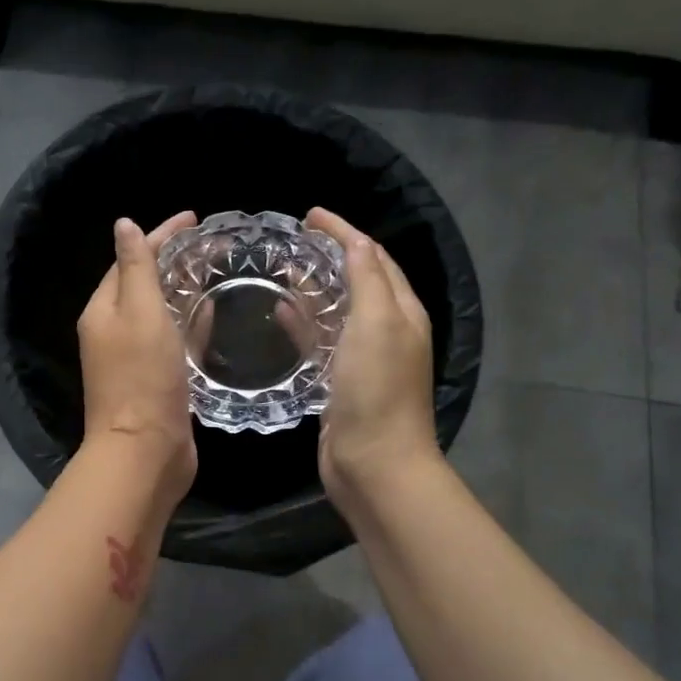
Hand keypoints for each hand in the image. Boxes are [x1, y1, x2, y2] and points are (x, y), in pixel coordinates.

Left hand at [78, 211, 198, 502]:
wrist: (145, 452)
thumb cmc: (142, 378)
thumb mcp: (139, 313)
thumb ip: (136, 268)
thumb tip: (124, 225)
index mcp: (103, 312)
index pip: (129, 260)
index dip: (159, 236)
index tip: (194, 219)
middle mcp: (114, 332)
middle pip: (144, 285)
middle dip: (173, 262)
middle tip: (210, 244)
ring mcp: (136, 359)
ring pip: (161, 313)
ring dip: (183, 291)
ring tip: (215, 271)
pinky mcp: (158, 381)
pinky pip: (175, 341)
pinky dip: (190, 324)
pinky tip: (212, 314)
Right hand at [306, 206, 440, 511]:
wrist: (374, 464)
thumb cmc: (377, 390)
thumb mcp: (378, 324)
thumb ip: (368, 279)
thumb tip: (356, 242)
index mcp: (402, 312)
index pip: (374, 257)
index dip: (345, 232)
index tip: (310, 216)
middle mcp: (386, 331)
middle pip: (357, 281)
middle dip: (328, 256)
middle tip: (290, 242)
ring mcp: (362, 359)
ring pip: (336, 311)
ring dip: (312, 289)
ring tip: (279, 271)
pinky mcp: (339, 382)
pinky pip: (320, 341)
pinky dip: (303, 323)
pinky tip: (279, 314)